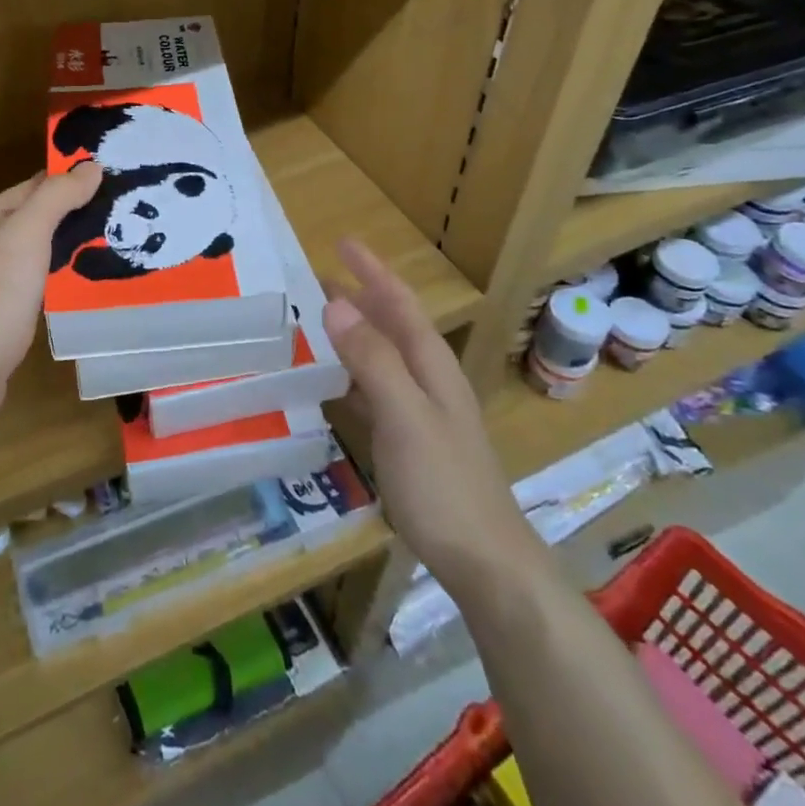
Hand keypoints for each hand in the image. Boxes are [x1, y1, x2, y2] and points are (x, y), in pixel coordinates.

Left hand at [0, 164, 103, 414]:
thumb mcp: (27, 234)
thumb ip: (57, 197)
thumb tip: (91, 165)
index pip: (38, 183)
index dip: (75, 179)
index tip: (119, 179)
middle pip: (40, 214)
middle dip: (79, 212)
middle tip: (127, 212)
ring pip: (41, 247)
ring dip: (73, 243)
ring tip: (119, 241)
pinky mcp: (2, 305)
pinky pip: (39, 276)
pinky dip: (63, 272)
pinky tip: (90, 278)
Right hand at [323, 239, 538, 592]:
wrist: (484, 561)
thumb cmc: (443, 483)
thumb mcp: (403, 414)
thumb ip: (372, 358)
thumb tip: (337, 303)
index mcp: (432, 366)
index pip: (400, 304)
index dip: (373, 271)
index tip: (342, 243)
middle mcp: (430, 381)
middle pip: (393, 325)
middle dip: (361, 296)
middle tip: (319, 277)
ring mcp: (422, 413)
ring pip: (384, 357)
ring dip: (355, 332)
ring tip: (321, 319)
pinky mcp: (412, 442)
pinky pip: (376, 391)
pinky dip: (353, 374)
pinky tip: (334, 383)